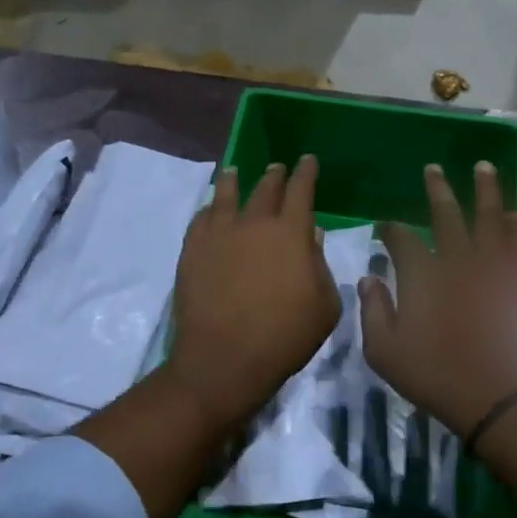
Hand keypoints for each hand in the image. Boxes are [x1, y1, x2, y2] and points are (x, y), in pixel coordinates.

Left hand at [164, 156, 340, 431]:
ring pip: (226, 195)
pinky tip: (210, 210)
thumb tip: (312, 237)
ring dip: (234, 181)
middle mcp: (253, 223)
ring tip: (234, 172)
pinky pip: (201, 219)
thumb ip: (320, 266)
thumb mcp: (324, 306)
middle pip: (265, 189)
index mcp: (291, 232)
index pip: (301, 190)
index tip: (307, 160)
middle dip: (275, 176)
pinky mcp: (192, 250)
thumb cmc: (285, 336)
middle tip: (277, 168)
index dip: (306, 173)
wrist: (225, 358)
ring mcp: (218, 234)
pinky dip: (209, 209)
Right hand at [358, 163, 516, 438]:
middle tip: (433, 169)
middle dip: (438, 191)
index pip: (402, 240)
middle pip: (448, 216)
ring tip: (484, 168)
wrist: (498, 398)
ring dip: (487, 192)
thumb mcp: (384, 351)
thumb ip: (372, 310)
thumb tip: (368, 279)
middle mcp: (459, 261)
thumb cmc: (435, 376)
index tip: (384, 226)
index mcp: (423, 275)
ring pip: (491, 219)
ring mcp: (495, 269)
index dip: (390, 230)